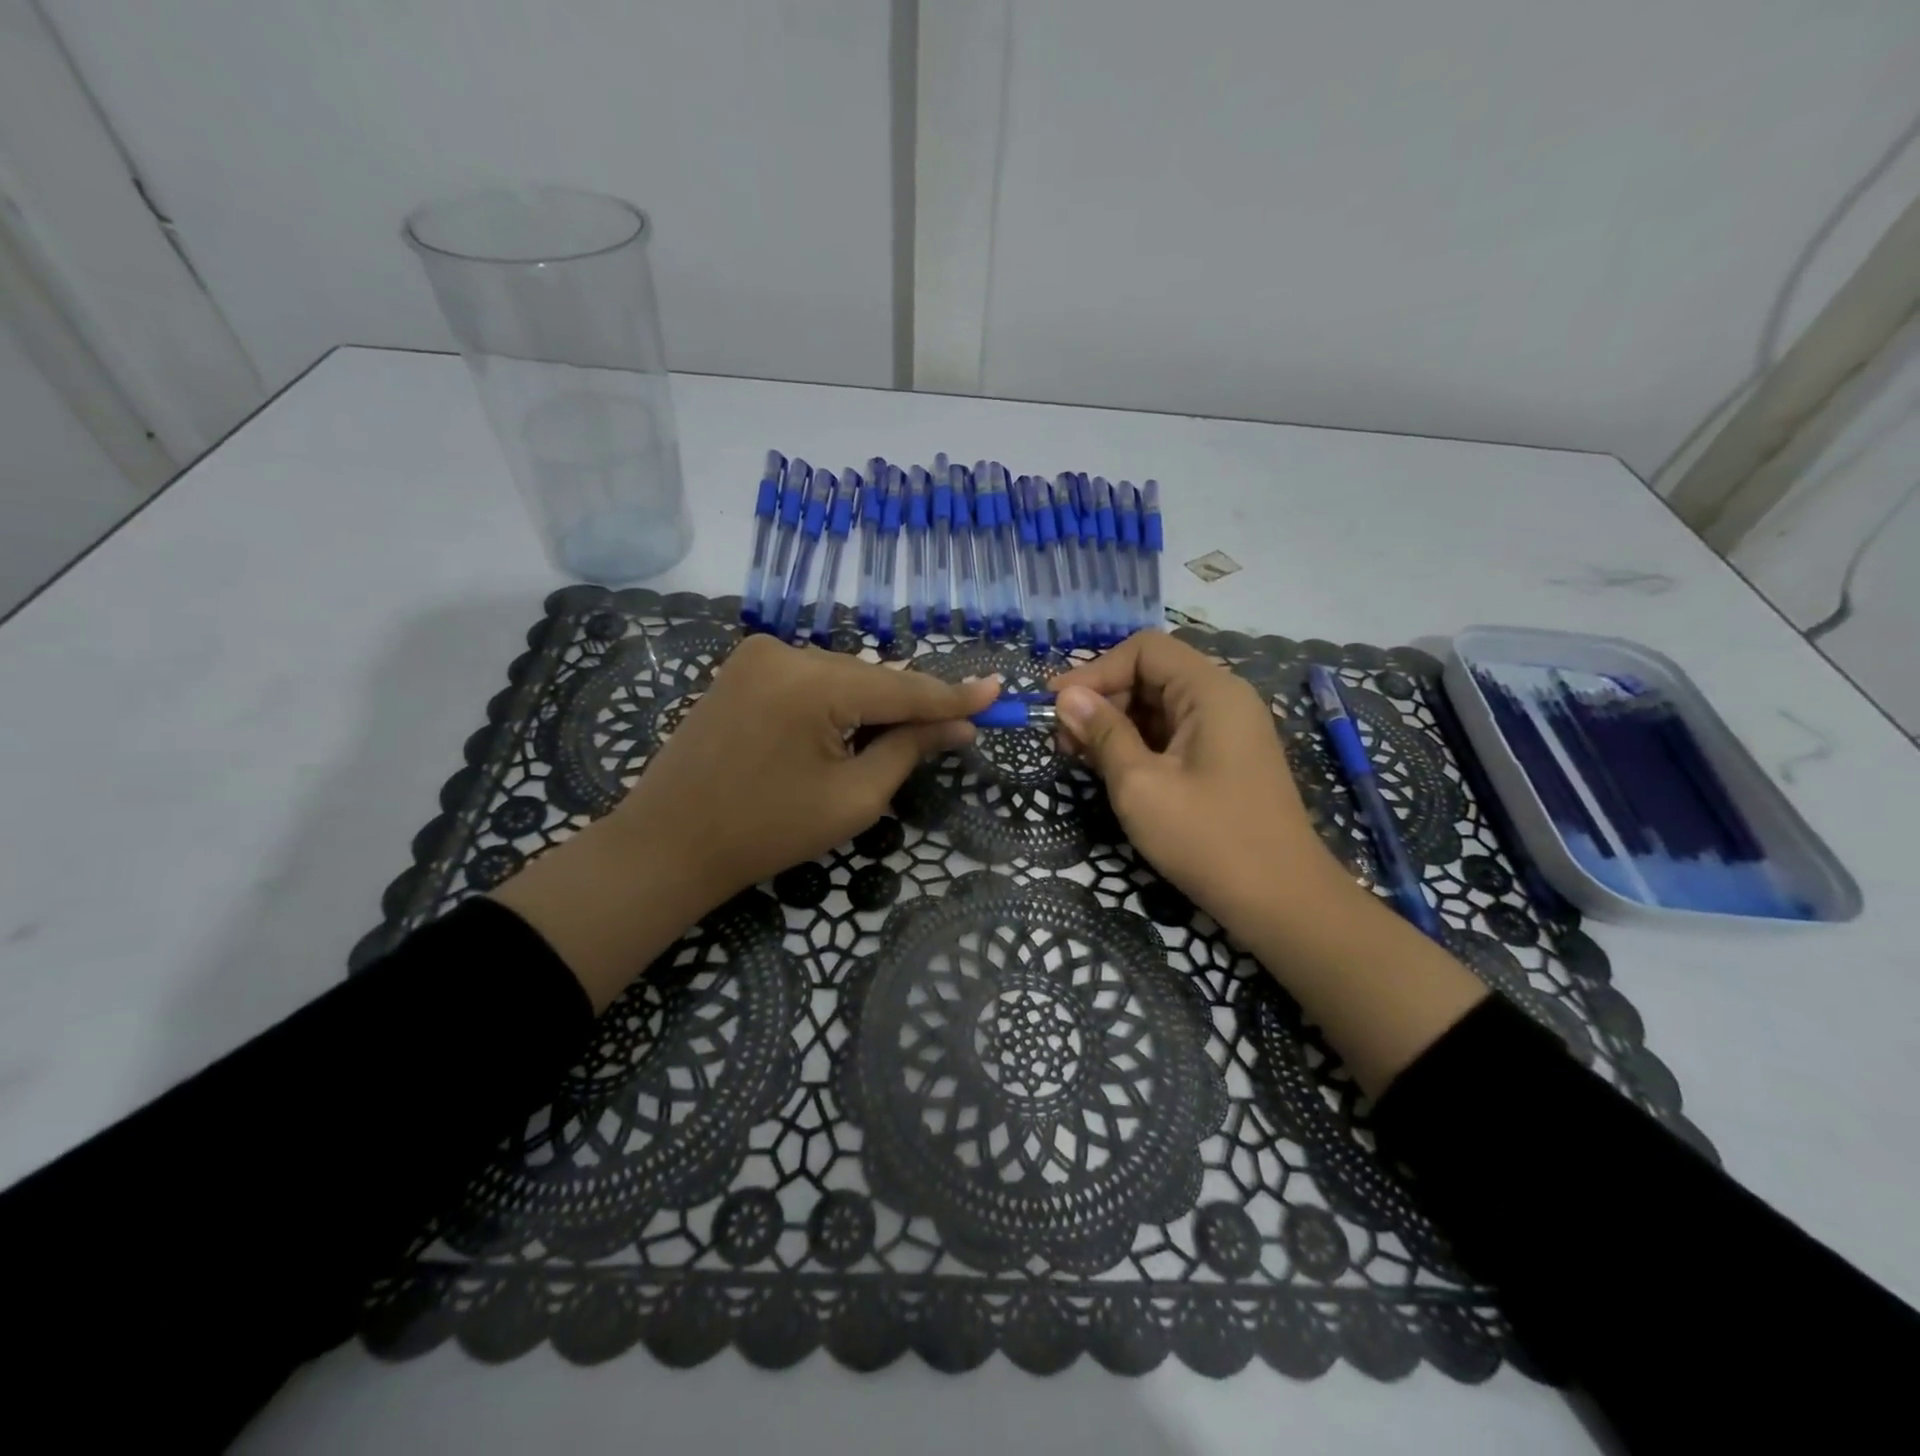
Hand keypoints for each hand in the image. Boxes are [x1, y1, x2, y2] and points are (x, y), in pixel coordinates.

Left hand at [497, 635, 995, 1007]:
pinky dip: (837, 701)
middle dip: (909, 707)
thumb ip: (910, 748)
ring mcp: (757, 654)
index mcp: (812, 682)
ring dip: (872, 706)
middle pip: (872, 678)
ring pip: (842, 676)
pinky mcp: (742, 667)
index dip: (955, 696)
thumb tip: (960, 726)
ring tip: (892, 743)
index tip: (998, 692)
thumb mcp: (854, 797)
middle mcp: (785, 650)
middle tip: (953, 732)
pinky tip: (845, 730)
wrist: (668, 844)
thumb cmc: (766, 831)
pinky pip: (811, 678)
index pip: (903, 688)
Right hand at [1051, 632, 1350, 940]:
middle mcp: (1224, 699)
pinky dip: (1138, 744)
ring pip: (1159, 706)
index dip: (1095, 670)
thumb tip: (1066, 696)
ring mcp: (1228, 730)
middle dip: (1102, 699)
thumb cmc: (1208, 840)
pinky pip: (1173, 733)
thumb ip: (1102, 734)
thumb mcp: (1140, 786)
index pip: (1144, 650)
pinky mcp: (1225, 759)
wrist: (1282, 902)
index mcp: (1211, 691)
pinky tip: (1112, 771)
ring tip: (1080, 758)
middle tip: (1063, 740)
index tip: (1055, 705)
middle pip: (1151, 674)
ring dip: (1116, 724)